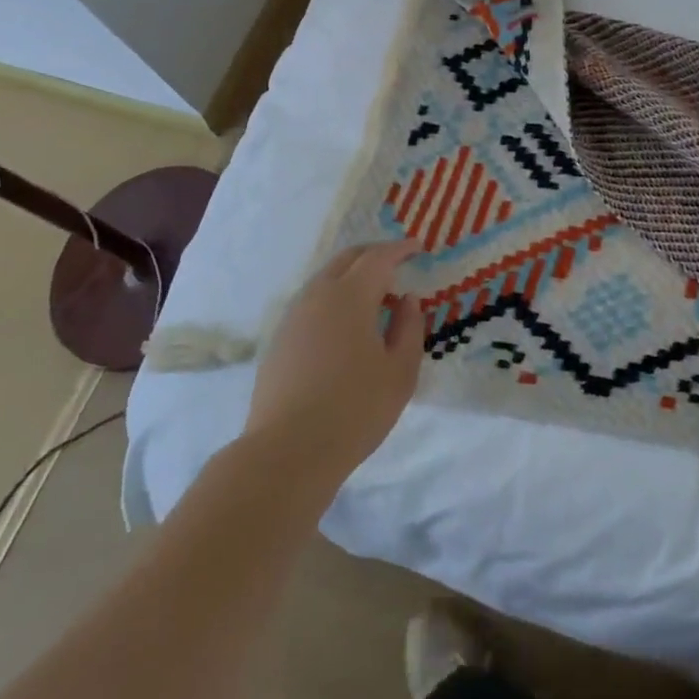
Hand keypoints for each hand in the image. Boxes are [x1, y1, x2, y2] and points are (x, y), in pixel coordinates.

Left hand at [244, 238, 424, 481]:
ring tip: (374, 295)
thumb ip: (409, 328)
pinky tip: (345, 324)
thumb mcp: (400, 371)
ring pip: (325, 279)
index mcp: (351, 296)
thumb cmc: (355, 409)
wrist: (288, 451)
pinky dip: (334, 297)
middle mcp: (318, 295)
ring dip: (351, 276)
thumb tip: (407, 300)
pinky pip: (312, 302)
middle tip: (396, 262)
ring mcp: (294, 316)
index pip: (379, 258)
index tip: (418, 247)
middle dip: (374, 254)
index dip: (400, 249)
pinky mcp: (279, 340)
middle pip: (347, 259)